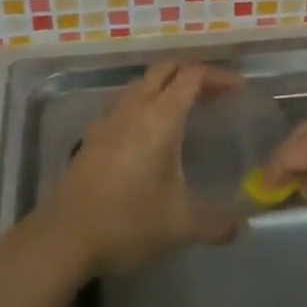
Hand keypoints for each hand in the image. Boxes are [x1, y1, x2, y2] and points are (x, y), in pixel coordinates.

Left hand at [44, 61, 242, 275]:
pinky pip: (125, 102)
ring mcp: (109, 119)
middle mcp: (134, 108)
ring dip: (167, 86)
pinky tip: (149, 133)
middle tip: (215, 95)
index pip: (192, 76)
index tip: (238, 89)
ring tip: (187, 110)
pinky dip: (145, 102)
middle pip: (165, 69)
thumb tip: (242, 227)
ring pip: (142, 83)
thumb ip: (217, 224)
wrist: (64, 237)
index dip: (218, 76)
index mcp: (160, 118)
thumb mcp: (181, 226)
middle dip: (193, 74)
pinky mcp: (92, 134)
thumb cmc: (128, 222)